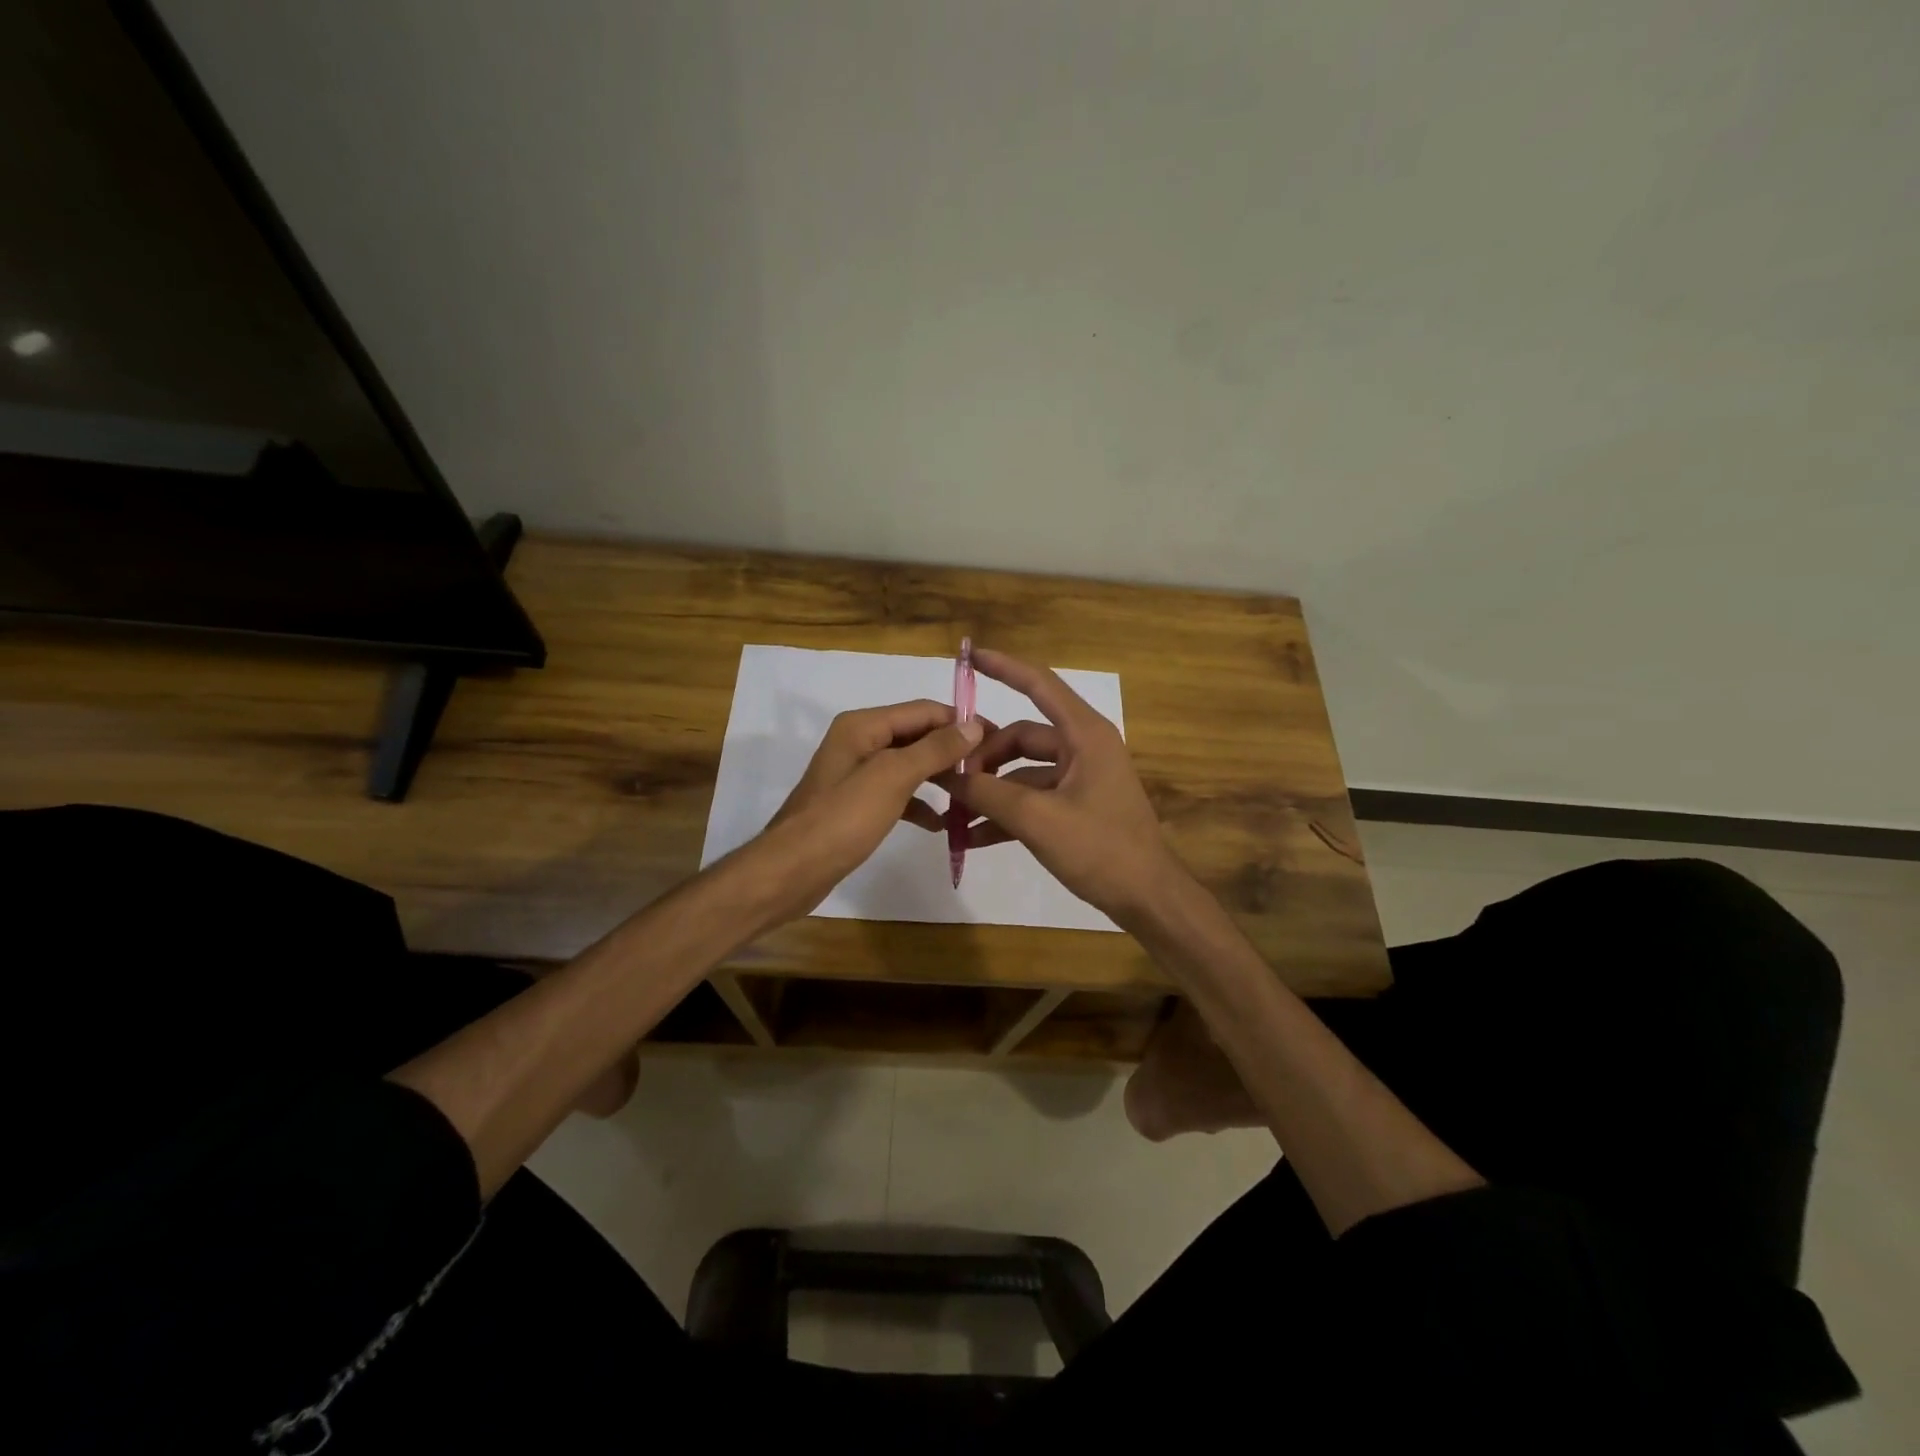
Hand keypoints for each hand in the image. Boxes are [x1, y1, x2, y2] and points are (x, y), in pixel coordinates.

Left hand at [750, 700, 983, 923]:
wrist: (792, 871)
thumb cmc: (842, 819)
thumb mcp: (892, 778)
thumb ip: (933, 749)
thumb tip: (973, 726)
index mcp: (863, 726)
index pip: (924, 710)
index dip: (960, 722)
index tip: (998, 741)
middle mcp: (859, 741)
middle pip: (917, 735)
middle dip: (952, 750)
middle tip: (990, 770)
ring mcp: (856, 773)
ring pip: (909, 765)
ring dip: (939, 776)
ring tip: (973, 793)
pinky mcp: (857, 803)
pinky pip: (897, 793)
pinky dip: (919, 803)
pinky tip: (941, 823)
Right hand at [937, 648, 1183, 925]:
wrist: (1147, 897)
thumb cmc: (1100, 848)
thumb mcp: (1037, 819)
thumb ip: (988, 793)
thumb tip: (946, 775)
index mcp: (1084, 735)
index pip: (1039, 684)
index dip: (1004, 667)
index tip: (969, 655)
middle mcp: (1083, 748)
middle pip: (1021, 736)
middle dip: (984, 756)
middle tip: (950, 780)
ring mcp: (1080, 778)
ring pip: (1022, 771)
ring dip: (990, 789)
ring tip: (953, 812)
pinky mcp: (1076, 806)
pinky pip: (1032, 798)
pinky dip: (1006, 812)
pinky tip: (972, 837)